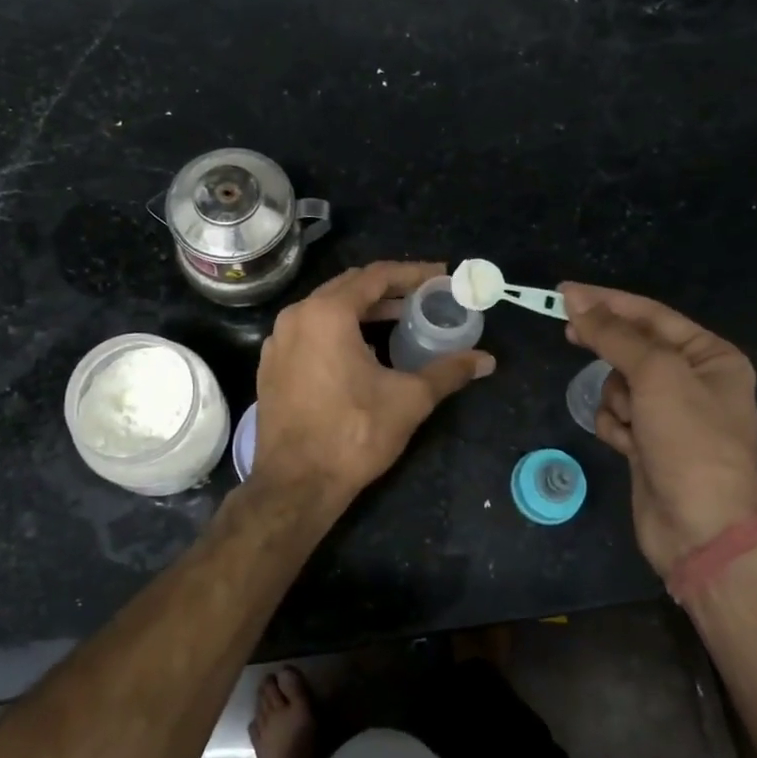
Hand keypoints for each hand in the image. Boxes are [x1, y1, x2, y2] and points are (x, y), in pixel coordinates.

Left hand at [253, 261, 494, 511]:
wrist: (295, 484)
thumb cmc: (354, 434)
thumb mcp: (409, 399)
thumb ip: (448, 371)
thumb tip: (486, 360)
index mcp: (327, 313)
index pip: (376, 276)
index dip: (413, 273)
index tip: (441, 276)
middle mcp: (296, 316)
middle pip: (348, 286)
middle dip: (388, 288)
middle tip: (423, 295)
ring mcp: (278, 341)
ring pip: (325, 309)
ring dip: (363, 309)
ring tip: (398, 319)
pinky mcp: (271, 365)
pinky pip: (309, 331)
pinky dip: (337, 330)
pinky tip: (361, 350)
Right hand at [561, 283, 756, 580]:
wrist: (702, 530)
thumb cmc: (689, 441)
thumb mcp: (656, 375)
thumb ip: (614, 335)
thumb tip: (576, 301)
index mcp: (711, 358)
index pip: (650, 315)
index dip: (606, 301)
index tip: (564, 292)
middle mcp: (694, 382)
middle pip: (634, 347)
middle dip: (606, 346)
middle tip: (566, 331)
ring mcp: (670, 416)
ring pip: (620, 384)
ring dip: (615, 398)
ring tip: (630, 421)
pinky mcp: (649, 444)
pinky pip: (617, 416)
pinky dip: (614, 426)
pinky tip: (625, 444)